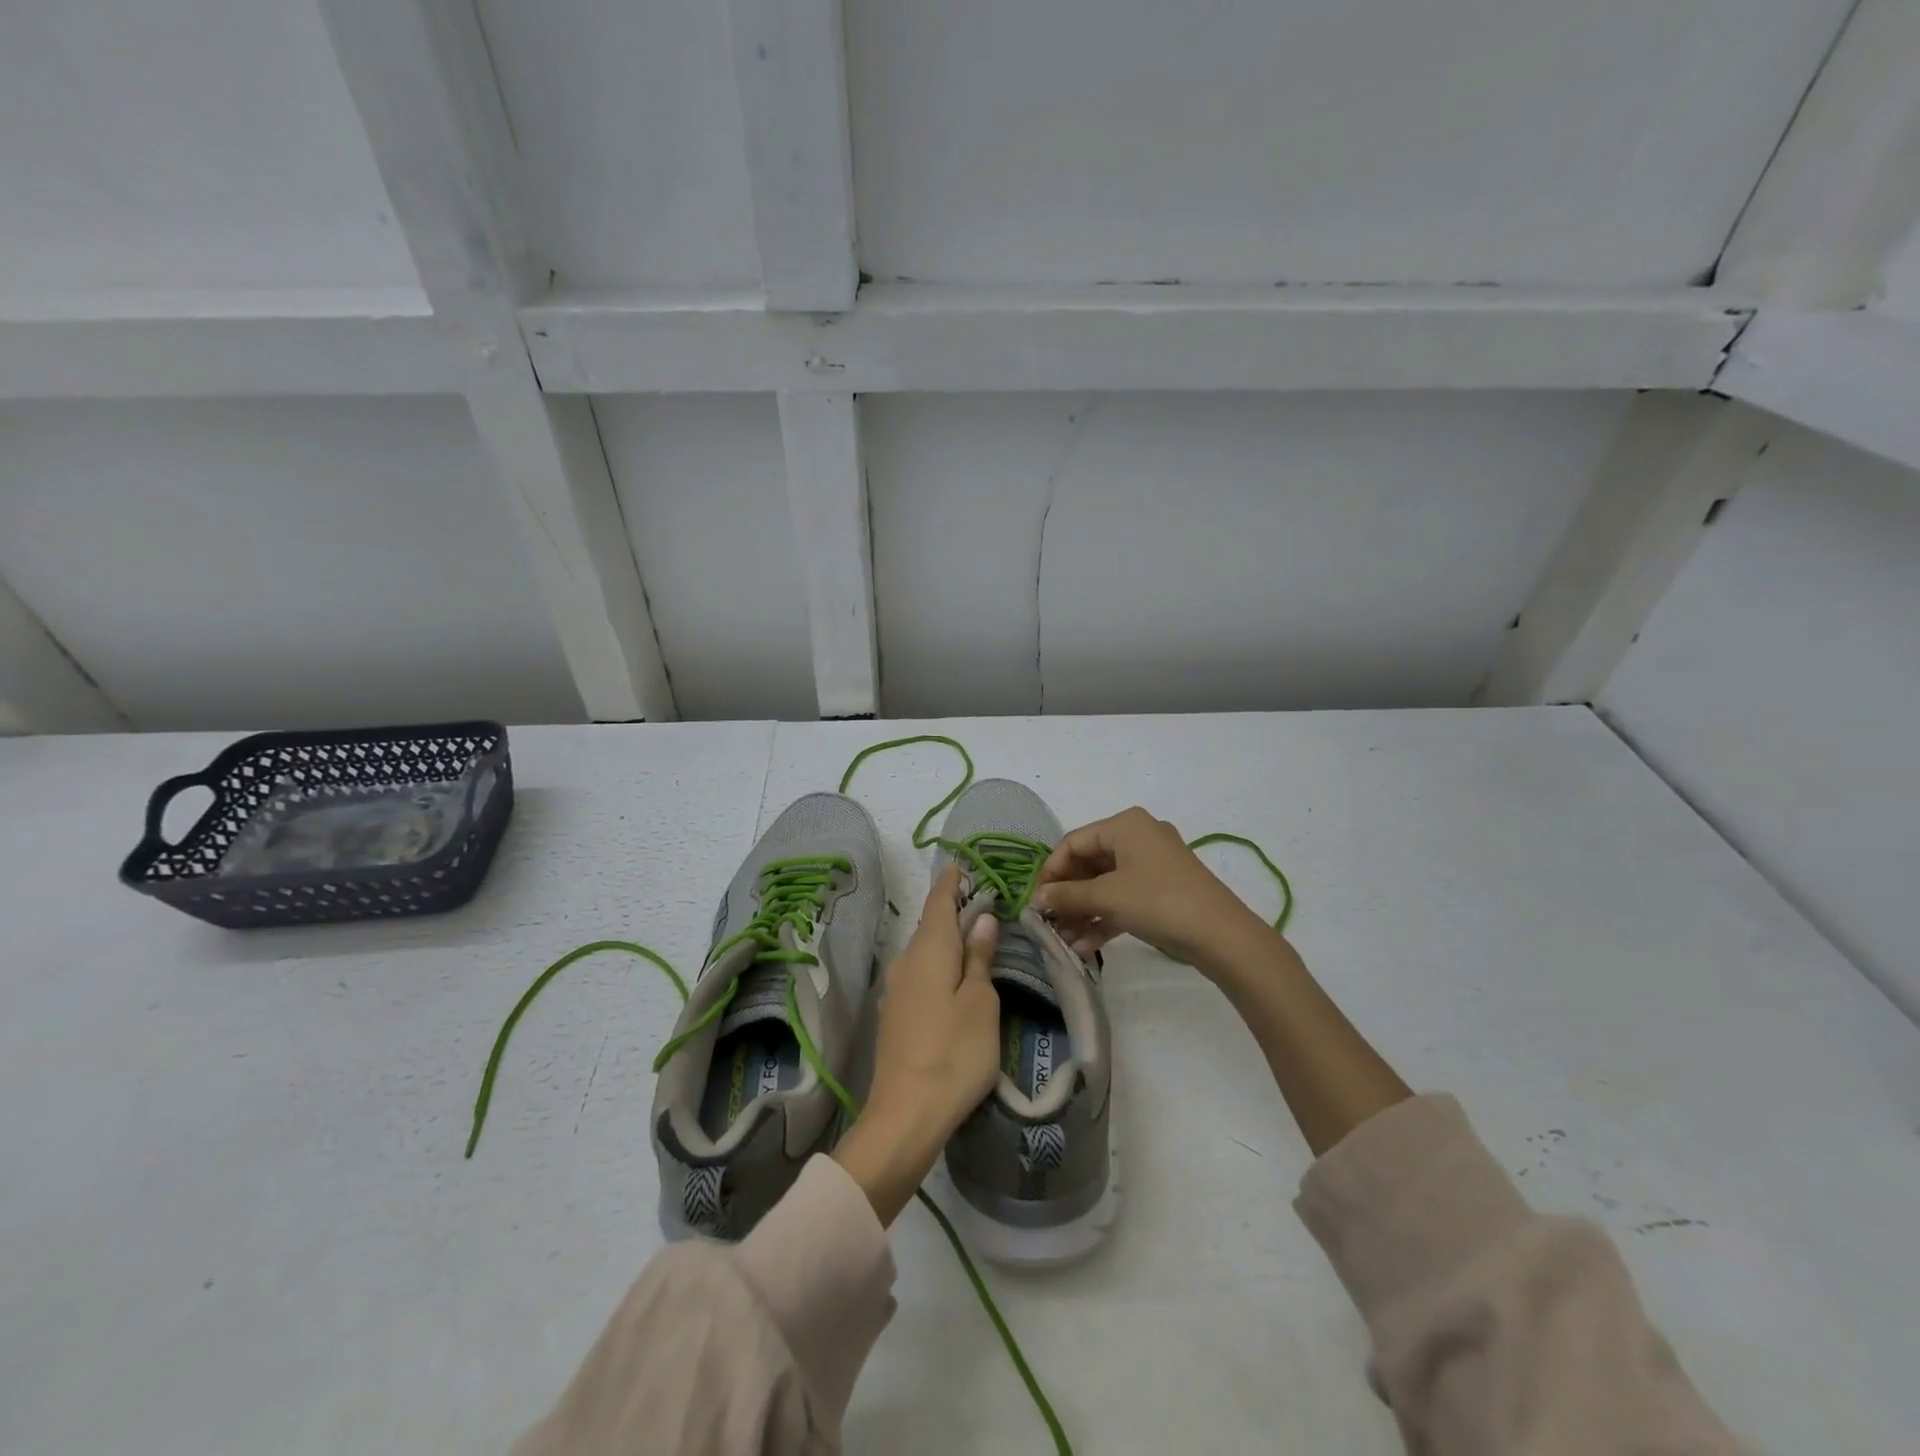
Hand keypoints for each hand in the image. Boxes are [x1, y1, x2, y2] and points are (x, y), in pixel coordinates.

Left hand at [834, 866, 1000, 1223]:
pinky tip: (952, 977)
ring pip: (923, 951)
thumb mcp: (980, 1002)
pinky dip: (937, 964)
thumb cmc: (954, 1052)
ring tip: (972, 935)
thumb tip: (981, 919)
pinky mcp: (895, 1015)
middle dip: (951, 910)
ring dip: (945, 939)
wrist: (905, 1114)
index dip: (950, 882)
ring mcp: (896, 990)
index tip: (960, 864)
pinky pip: (919, 974)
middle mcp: (905, 961)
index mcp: (928, 950)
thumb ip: (978, 957)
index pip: (938, 902)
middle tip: (979, 900)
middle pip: (929, 925)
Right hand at [1031, 806, 1270, 970]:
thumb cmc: (1158, 901)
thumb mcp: (1107, 897)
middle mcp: (1138, 837)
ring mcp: (1152, 864)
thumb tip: (1036, 899)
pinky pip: (1123, 898)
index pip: (1073, 842)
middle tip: (1048, 924)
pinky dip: (1104, 918)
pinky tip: (1085, 947)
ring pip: (1105, 884)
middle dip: (1067, 896)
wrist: (1221, 935)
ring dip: (1082, 912)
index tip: (1035, 902)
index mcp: (1124, 825)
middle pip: (1088, 863)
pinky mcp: (1162, 889)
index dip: (1051, 872)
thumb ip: (1067, 895)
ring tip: (1064, 941)